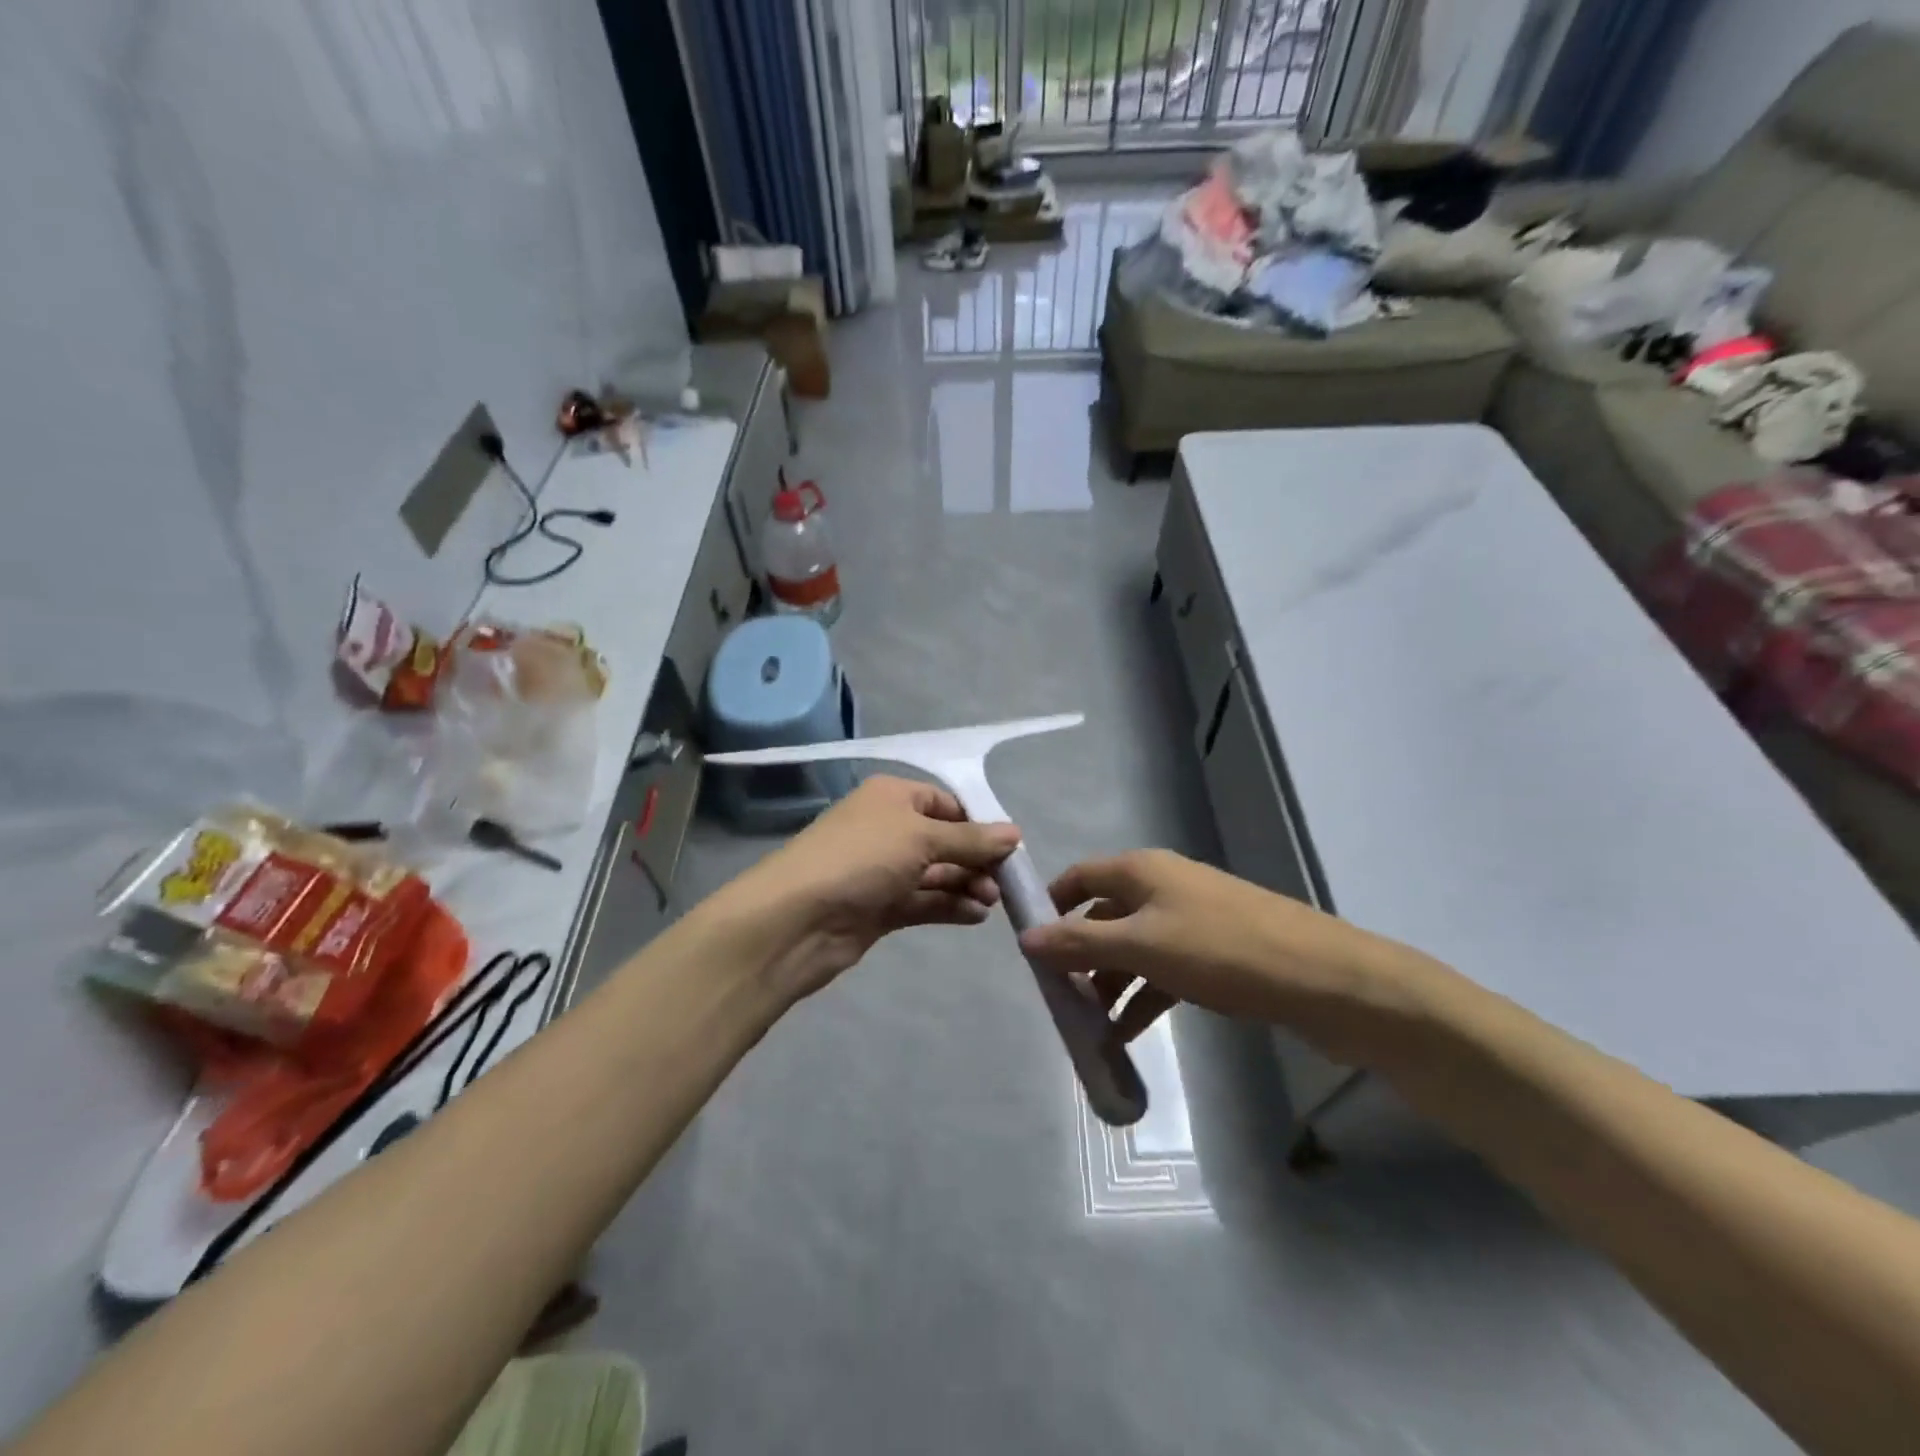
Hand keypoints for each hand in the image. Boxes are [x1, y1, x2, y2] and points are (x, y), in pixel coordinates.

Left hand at [724, 776, 1021, 1003]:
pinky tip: (976, 915)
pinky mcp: (878, 908)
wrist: (796, 919)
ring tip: (992, 901)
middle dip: (975, 858)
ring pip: (935, 873)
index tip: (1009, 846)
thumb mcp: (921, 838)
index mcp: (891, 798)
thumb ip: (970, 839)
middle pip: (943, 840)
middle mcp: (887, 829)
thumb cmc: (861, 859)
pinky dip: (949, 906)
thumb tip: (1015, 833)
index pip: (944, 802)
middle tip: (1004, 882)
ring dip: (966, 884)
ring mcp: (881, 871)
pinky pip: (923, 901)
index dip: (977, 822)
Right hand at [1018, 849, 1434, 1054]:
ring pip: (1133, 949)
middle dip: (1079, 956)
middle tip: (1057, 999)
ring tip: (1089, 1028)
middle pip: (1104, 916)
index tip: (1027, 945)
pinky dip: (1142, 998)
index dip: (1051, 905)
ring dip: (1109, 984)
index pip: (1080, 877)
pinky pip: (1163, 971)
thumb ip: (1081, 943)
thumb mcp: (1142, 945)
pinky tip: (1127, 1035)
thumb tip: (1025, 938)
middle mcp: (1162, 888)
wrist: (1323, 979)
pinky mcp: (1215, 954)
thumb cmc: (1220, 950)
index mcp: (1142, 871)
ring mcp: (1191, 921)